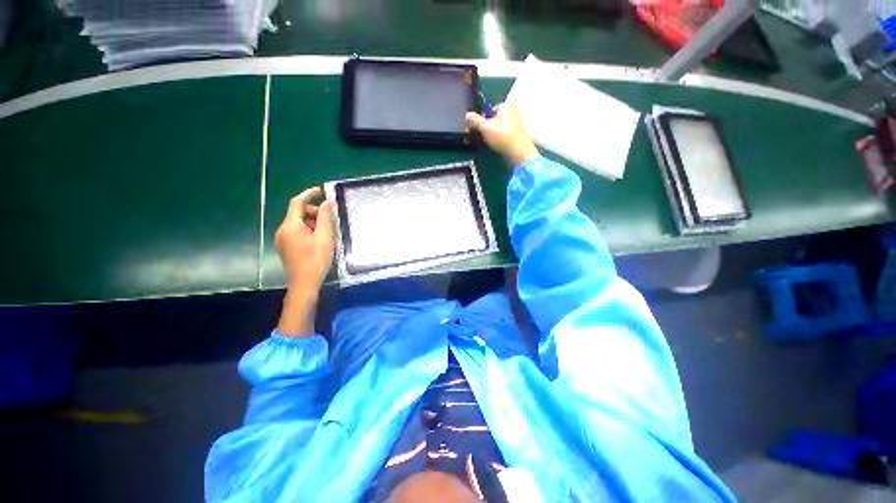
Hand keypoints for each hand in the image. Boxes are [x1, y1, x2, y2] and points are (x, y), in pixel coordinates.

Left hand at [274, 187, 334, 293]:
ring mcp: (282, 239)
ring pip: (297, 223)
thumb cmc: (316, 259)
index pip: (297, 203)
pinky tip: (318, 239)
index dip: (308, 194)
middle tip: (329, 218)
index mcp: (291, 226)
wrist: (304, 283)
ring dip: (311, 221)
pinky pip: (295, 231)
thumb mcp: (325, 237)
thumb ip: (325, 218)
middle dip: (313, 211)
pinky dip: (307, 229)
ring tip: (326, 231)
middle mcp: (282, 230)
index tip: (321, 190)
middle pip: (297, 213)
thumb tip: (326, 203)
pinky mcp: (284, 246)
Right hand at [466, 105, 539, 164]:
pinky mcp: (520, 134)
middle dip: (488, 127)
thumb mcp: (485, 128)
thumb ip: (475, 120)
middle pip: (495, 118)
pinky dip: (501, 138)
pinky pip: (507, 133)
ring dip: (494, 134)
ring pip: (501, 126)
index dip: (482, 120)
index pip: (490, 110)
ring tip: (490, 143)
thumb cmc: (502, 137)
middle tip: (483, 138)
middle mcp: (514, 111)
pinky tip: (499, 145)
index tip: (478, 130)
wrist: (519, 152)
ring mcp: (519, 122)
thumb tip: (467, 115)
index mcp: (507, 106)